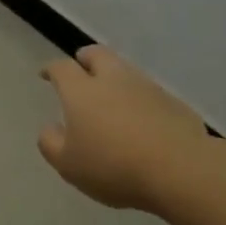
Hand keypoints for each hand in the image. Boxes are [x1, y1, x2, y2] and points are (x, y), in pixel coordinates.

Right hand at [39, 46, 207, 211]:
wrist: (179, 170)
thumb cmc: (113, 166)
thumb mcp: (68, 165)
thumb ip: (51, 143)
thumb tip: (50, 128)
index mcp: (82, 91)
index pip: (62, 68)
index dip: (52, 69)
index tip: (46, 74)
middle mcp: (113, 80)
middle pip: (97, 54)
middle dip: (85, 58)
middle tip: (80, 69)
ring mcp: (147, 87)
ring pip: (125, 70)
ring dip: (114, 77)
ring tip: (110, 98)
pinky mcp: (173, 102)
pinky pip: (148, 92)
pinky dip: (138, 98)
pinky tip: (139, 119)